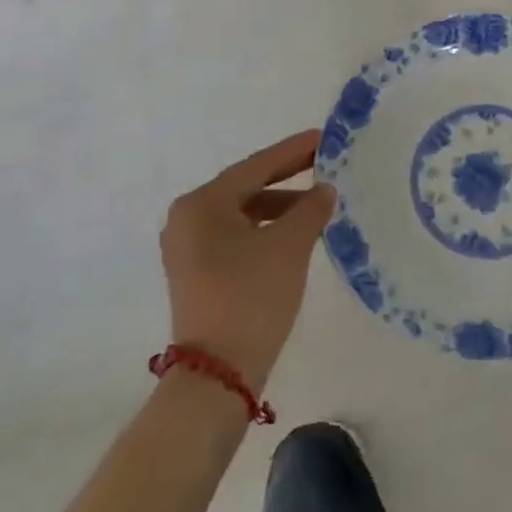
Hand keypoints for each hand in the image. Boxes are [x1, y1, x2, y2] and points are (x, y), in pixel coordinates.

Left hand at [161, 131, 336, 392]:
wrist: (218, 374)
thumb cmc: (251, 296)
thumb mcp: (290, 246)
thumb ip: (311, 209)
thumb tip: (324, 190)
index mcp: (201, 204)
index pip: (255, 167)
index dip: (292, 151)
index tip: (322, 137)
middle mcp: (187, 220)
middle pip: (245, 188)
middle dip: (286, 177)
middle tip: (323, 164)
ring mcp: (188, 249)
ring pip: (242, 214)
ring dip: (279, 207)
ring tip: (317, 206)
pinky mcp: (197, 273)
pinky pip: (236, 236)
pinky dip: (265, 230)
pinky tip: (294, 235)